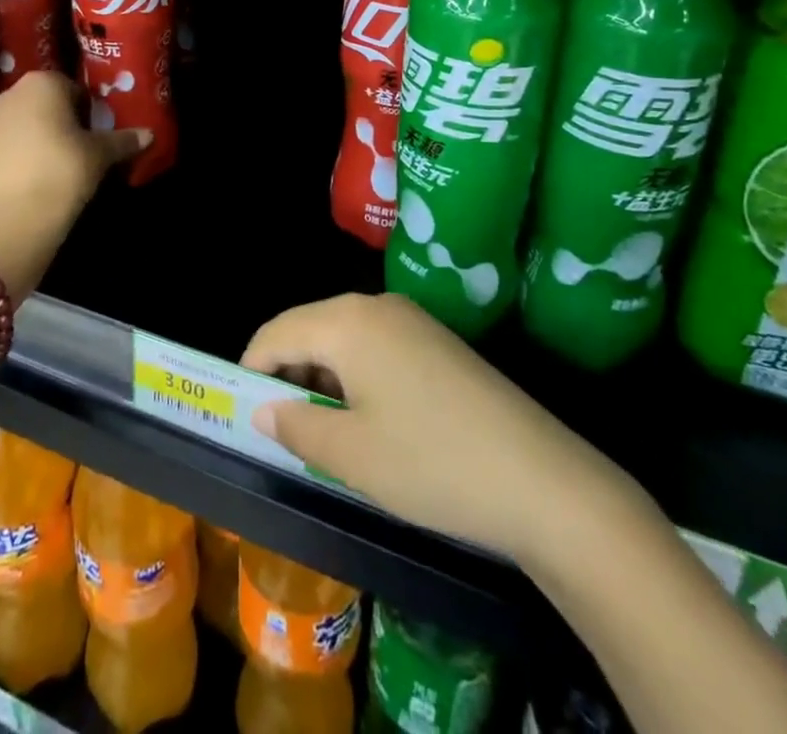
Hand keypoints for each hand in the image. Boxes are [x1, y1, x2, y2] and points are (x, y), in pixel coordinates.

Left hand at [0, 72, 148, 289]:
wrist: (12, 219)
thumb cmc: (63, 171)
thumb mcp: (100, 155)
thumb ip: (123, 140)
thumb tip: (149, 134)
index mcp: (43, 83)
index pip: (73, 89)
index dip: (88, 111)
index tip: (96, 135)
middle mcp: (11, 94)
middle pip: (46, 103)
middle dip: (62, 122)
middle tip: (81, 150)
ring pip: (25, 123)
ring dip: (40, 138)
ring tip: (57, 167)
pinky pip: (7, 145)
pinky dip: (21, 155)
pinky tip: (34, 179)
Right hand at [243, 294, 660, 569]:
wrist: (544, 481)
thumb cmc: (431, 464)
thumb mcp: (351, 454)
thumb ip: (296, 424)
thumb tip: (264, 408)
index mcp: (349, 321)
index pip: (277, 331)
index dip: (253, 369)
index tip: (242, 413)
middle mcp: (378, 305)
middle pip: (310, 328)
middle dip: (288, 374)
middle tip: (282, 430)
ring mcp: (414, 321)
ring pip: (344, 339)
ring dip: (323, 378)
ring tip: (324, 433)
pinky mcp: (439, 343)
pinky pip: (377, 348)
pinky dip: (357, 378)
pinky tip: (369, 423)